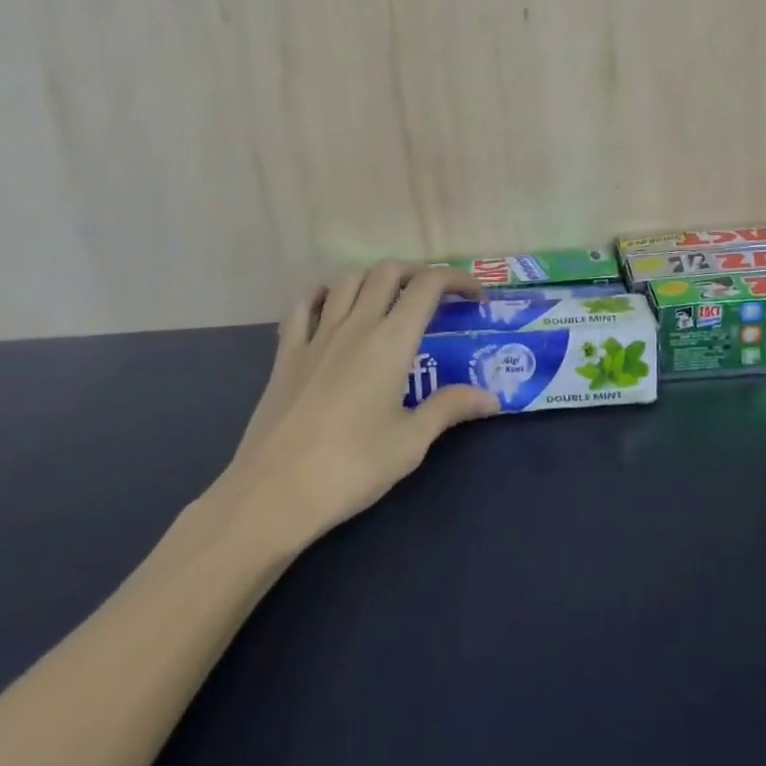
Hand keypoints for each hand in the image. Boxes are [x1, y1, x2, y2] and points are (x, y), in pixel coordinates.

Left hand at [215, 262, 499, 545]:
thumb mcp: (410, 443)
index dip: (457, 281)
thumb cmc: (350, 468)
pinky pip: (303, 305)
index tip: (476, 299)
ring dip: (375, 279)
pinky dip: (323, 294)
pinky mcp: (286, 353)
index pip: (428, 286)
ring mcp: (316, 336)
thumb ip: (450, 408)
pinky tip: (332, 306)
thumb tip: (492, 398)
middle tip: (436, 299)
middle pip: (388, 272)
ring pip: (348, 280)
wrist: (273, 493)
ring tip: (390, 300)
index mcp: (391, 342)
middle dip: (418, 273)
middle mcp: (355, 326)